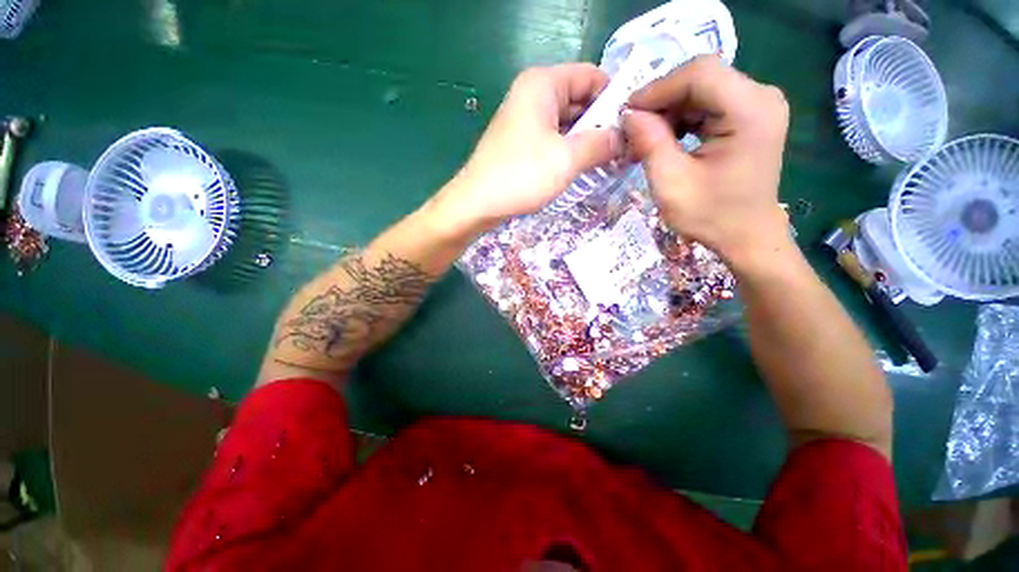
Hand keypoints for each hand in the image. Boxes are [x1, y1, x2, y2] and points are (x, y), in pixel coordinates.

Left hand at [432, 64, 621, 235]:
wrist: (477, 204)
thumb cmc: (521, 176)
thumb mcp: (567, 159)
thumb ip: (601, 143)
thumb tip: (625, 137)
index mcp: (543, 84)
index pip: (592, 77)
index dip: (615, 99)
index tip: (633, 126)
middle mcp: (533, 95)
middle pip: (580, 101)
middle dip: (602, 125)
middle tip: (625, 151)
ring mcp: (525, 120)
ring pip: (567, 124)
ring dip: (588, 142)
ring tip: (609, 164)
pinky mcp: (521, 143)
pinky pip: (554, 140)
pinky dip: (570, 152)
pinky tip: (584, 170)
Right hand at [622, 56, 790, 270]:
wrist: (746, 235)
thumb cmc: (710, 216)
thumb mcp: (671, 183)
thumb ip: (650, 143)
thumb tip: (629, 114)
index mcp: (750, 110)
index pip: (699, 73)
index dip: (657, 88)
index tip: (627, 114)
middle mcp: (761, 97)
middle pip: (701, 78)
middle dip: (661, 101)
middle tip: (633, 130)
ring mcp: (759, 104)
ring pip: (702, 89)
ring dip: (669, 111)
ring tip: (646, 139)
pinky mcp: (751, 115)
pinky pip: (709, 103)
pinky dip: (682, 118)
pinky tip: (667, 139)